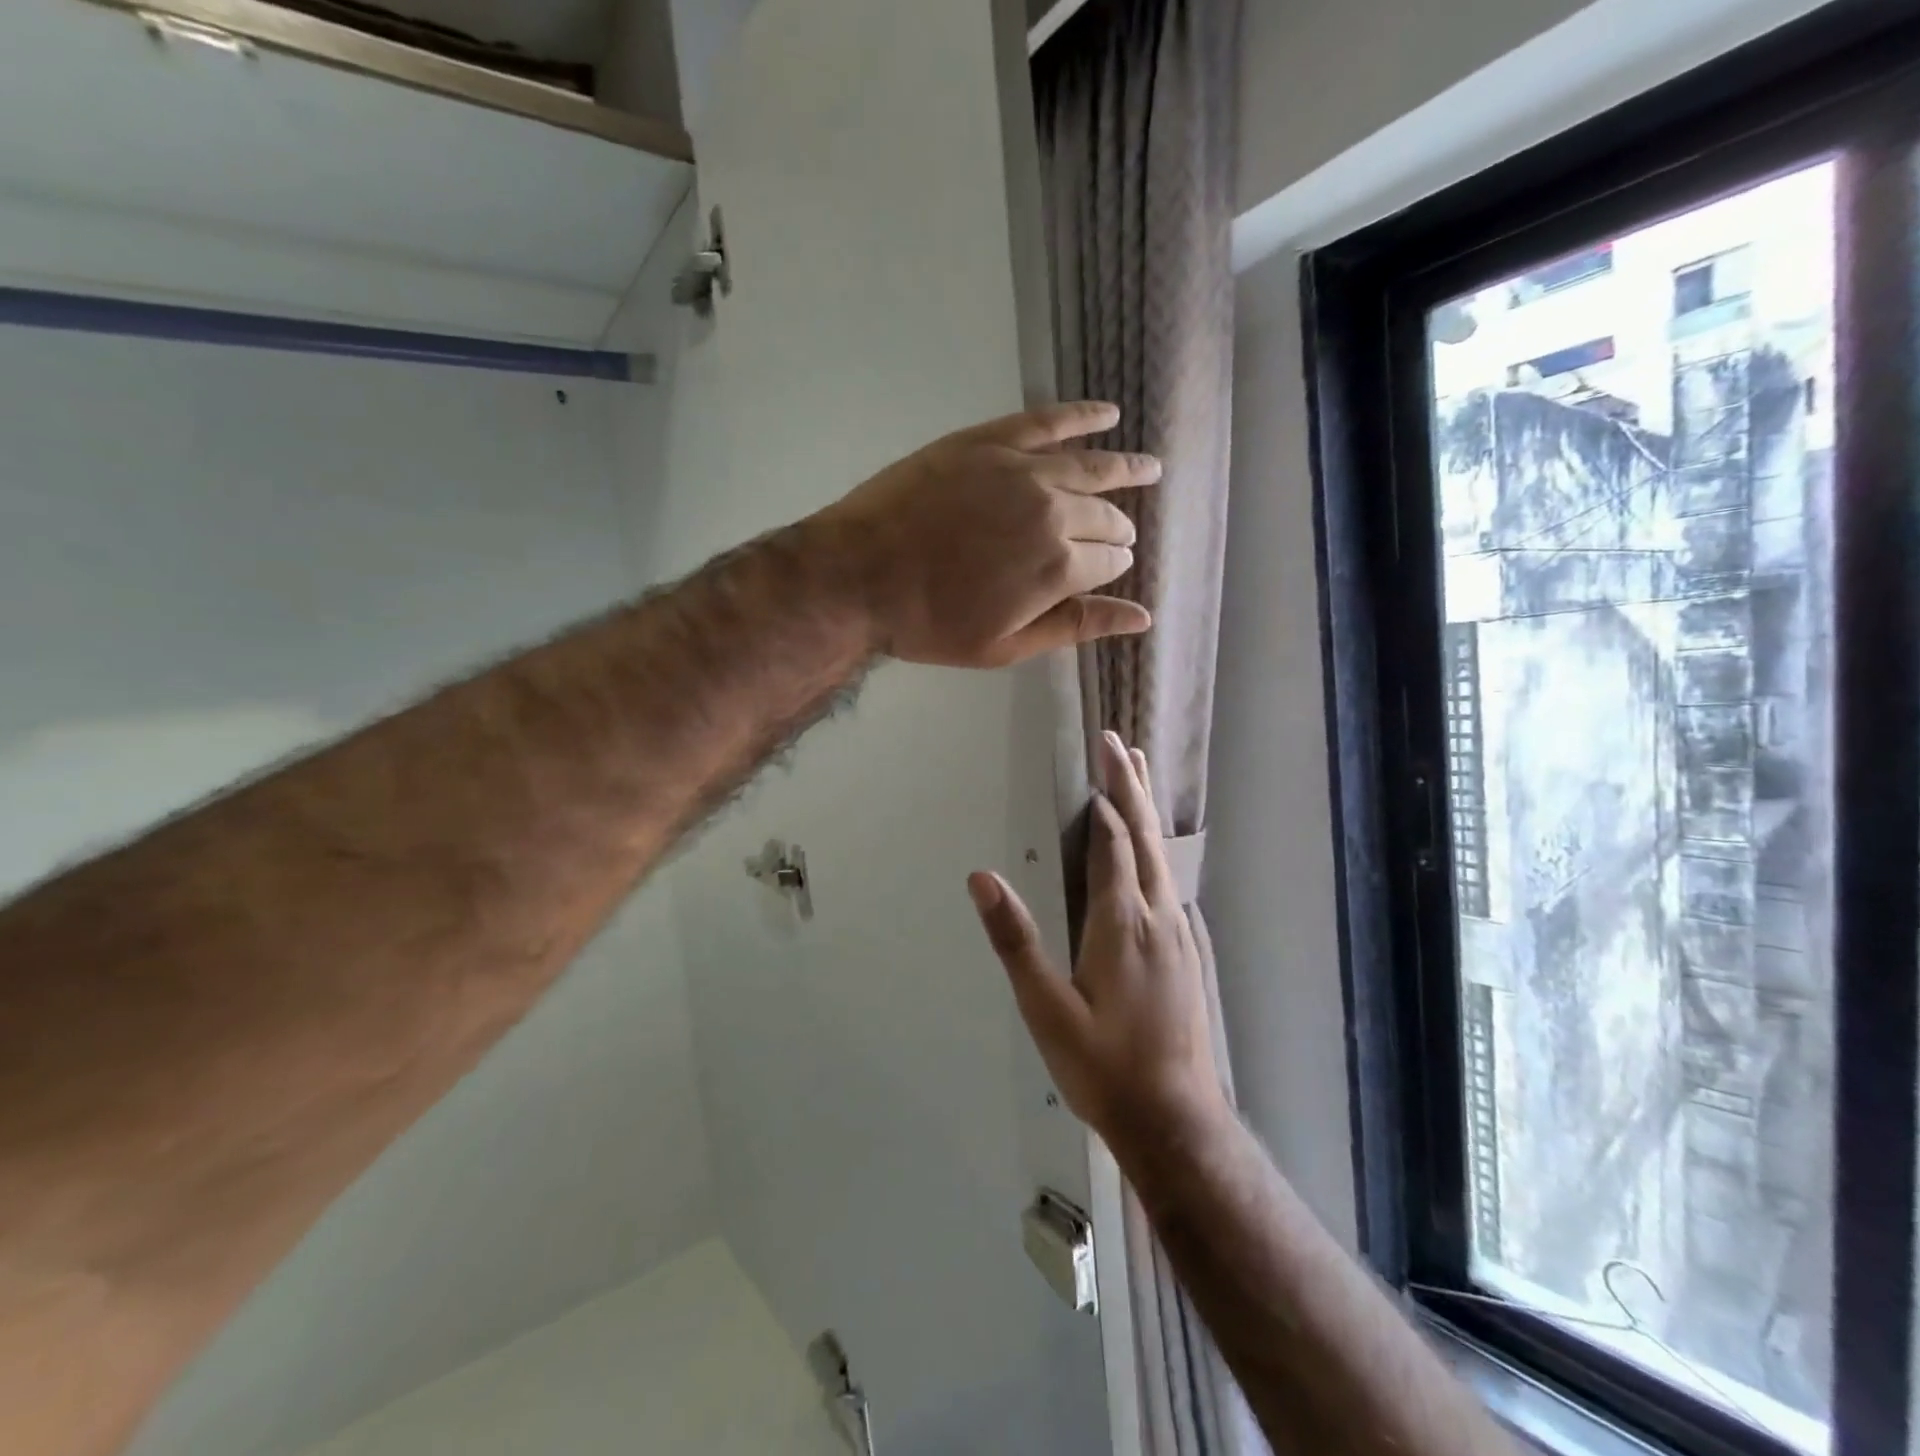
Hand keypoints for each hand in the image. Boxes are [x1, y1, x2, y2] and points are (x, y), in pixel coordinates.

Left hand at [809, 402, 1158, 668]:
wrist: (859, 575)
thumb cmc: (930, 622)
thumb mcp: (1005, 645)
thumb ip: (1075, 626)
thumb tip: (1141, 618)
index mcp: (1059, 567)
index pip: (1108, 560)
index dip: (1112, 565)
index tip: (1108, 566)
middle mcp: (1054, 512)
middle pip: (1104, 516)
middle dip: (1117, 528)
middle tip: (1119, 533)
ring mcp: (1023, 470)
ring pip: (1089, 467)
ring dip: (1125, 469)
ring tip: (1150, 468)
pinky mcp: (989, 441)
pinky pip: (1048, 420)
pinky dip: (1083, 415)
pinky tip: (1108, 414)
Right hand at [967, 733, 1228, 1151]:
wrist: (1177, 1120)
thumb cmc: (1103, 1066)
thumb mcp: (1046, 1007)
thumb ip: (1016, 939)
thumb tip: (981, 878)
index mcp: (1122, 922)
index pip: (1113, 842)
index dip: (1104, 800)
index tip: (1097, 758)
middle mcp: (1158, 915)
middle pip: (1146, 836)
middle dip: (1131, 787)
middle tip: (1121, 744)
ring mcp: (1180, 933)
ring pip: (1164, 856)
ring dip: (1148, 811)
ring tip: (1140, 777)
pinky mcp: (1189, 952)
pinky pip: (1172, 880)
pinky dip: (1159, 849)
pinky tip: (1155, 854)